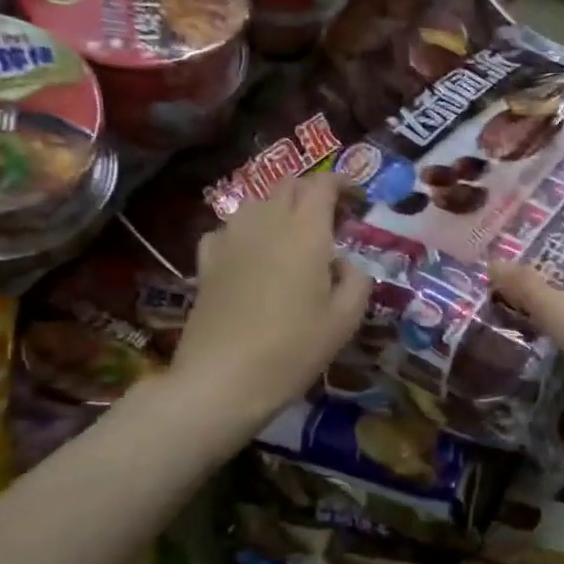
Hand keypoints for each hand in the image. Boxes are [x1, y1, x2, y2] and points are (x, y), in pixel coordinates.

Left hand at [165, 174, 371, 434]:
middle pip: (289, 185)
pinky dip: (249, 230)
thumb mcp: (346, 320)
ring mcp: (230, 238)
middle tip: (332, 219)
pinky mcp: (207, 260)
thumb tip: (347, 264)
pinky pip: (230, 228)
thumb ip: (357, 281)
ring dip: (281, 208)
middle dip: (313, 192)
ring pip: (258, 202)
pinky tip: (254, 254)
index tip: (357, 200)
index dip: (342, 184)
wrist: (222, 379)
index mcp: (306, 232)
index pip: (323, 184)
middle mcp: (266, 222)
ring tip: (295, 236)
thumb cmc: (294, 349)